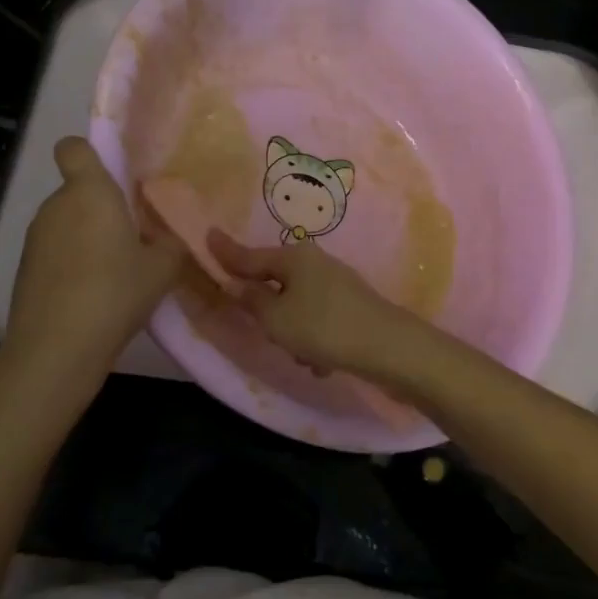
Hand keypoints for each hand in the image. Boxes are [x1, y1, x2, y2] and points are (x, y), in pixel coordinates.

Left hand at [3, 138, 181, 366]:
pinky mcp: (25, 269)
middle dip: (101, 207)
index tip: (114, 176)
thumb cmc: (115, 292)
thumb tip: (170, 236)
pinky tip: (93, 294)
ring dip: (88, 237)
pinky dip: (72, 264)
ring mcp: (35, 238)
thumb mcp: (163, 268)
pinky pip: (55, 252)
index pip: (74, 148)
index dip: (89, 154)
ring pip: (67, 223)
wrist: (57, 348)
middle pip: (78, 191)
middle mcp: (56, 206)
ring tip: (116, 271)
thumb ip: (171, 244)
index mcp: (90, 192)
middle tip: (133, 236)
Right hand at [209, 232, 417, 376]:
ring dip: (295, 336)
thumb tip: (241, 285)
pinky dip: (316, 343)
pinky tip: (325, 362)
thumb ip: (253, 301)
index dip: (227, 253)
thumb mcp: (276, 319)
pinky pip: (318, 324)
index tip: (209, 236)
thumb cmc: (323, 327)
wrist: (388, 348)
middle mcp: (315, 263)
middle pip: (276, 284)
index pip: (250, 256)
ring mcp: (336, 284)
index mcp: (294, 258)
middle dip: (270, 315)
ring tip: (306, 355)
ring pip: (297, 310)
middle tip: (271, 335)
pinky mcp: (351, 306)